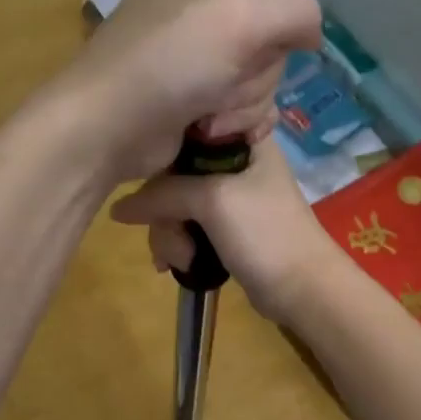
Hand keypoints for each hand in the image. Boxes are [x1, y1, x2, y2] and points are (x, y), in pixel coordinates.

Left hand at [53, 0, 322, 182]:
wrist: (109, 128)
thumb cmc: (170, 61)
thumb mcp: (242, 19)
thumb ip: (298, 11)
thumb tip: (312, 33)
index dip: (279, 14)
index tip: (261, 37)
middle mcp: (201, 2)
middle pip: (272, 35)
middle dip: (255, 69)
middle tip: (223, 78)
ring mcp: (199, 52)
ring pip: (263, 75)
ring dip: (243, 102)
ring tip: (208, 111)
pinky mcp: (198, 94)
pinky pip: (246, 104)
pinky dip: (236, 122)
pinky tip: (213, 130)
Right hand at [110, 138, 340, 322]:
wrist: (303, 288)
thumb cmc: (265, 232)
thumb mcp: (212, 201)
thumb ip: (162, 194)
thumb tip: (117, 208)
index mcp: (243, 139)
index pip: (186, 131)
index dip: (163, 156)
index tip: (152, 184)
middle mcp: (236, 161)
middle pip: (176, 173)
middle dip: (166, 212)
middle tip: (173, 239)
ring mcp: (231, 196)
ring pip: (178, 203)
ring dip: (170, 234)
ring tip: (179, 261)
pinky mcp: (226, 227)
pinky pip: (188, 225)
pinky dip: (178, 243)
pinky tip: (173, 264)